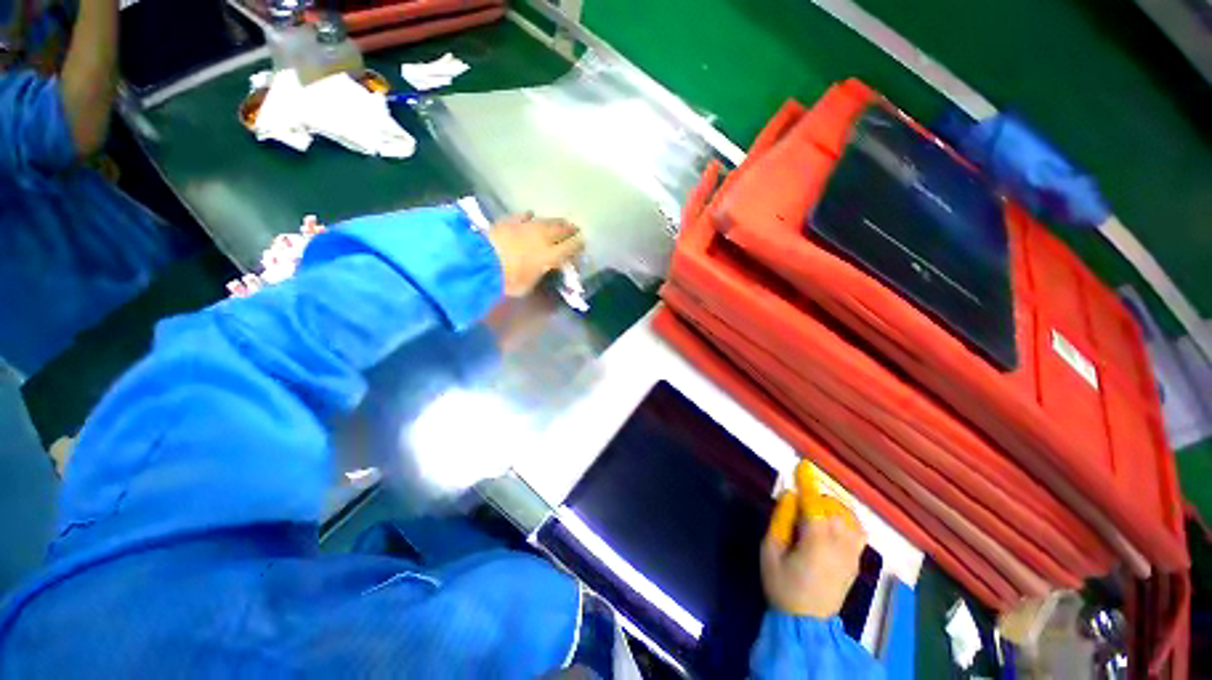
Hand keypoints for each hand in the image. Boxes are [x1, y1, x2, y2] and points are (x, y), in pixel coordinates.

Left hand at [487, 212, 584, 296]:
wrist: (479, 260)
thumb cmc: (507, 279)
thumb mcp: (527, 286)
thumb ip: (538, 276)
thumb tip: (541, 271)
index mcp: (550, 255)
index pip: (570, 247)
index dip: (578, 245)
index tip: (583, 243)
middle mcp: (542, 237)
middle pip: (561, 229)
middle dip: (570, 229)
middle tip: (575, 229)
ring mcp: (526, 226)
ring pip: (546, 220)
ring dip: (554, 222)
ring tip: (559, 222)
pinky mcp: (509, 220)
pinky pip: (524, 215)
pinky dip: (531, 216)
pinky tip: (531, 215)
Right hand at [761, 462, 866, 618]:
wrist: (807, 622)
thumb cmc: (782, 585)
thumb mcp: (770, 551)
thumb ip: (780, 520)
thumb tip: (790, 495)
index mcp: (816, 542)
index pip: (814, 504)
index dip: (808, 483)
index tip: (803, 465)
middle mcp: (839, 545)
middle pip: (833, 508)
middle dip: (817, 496)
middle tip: (799, 499)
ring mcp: (852, 554)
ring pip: (849, 518)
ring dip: (833, 505)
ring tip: (817, 506)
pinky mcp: (856, 562)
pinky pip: (858, 531)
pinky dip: (848, 518)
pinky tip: (835, 519)